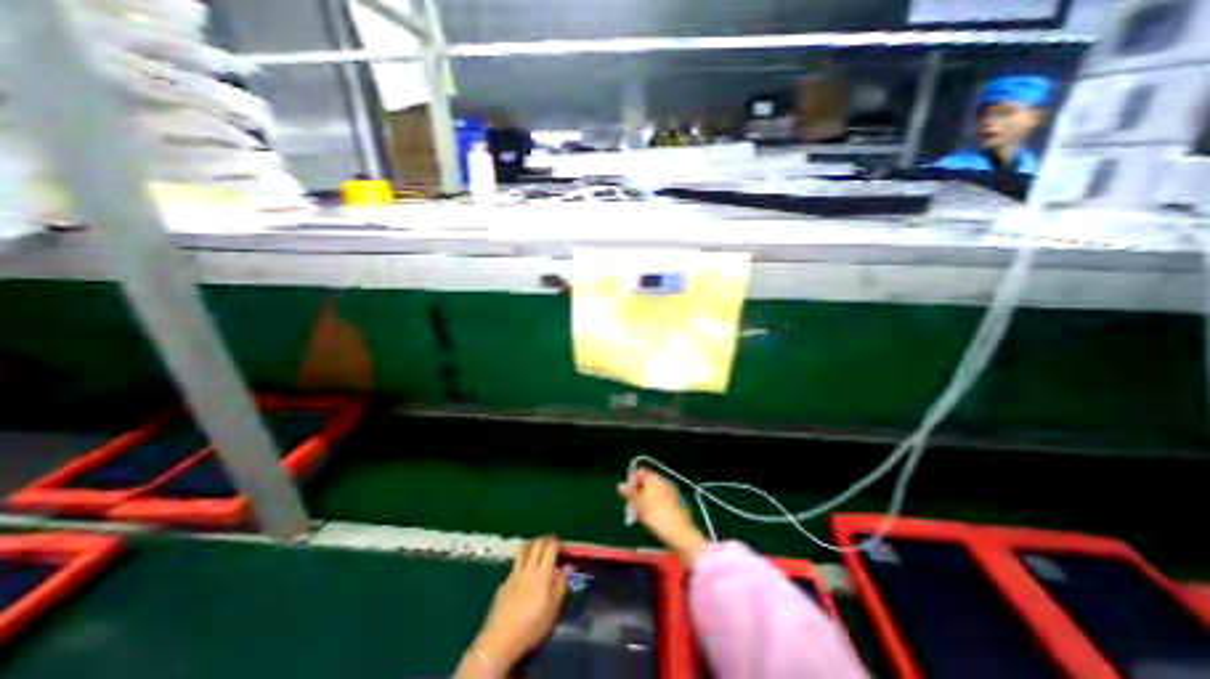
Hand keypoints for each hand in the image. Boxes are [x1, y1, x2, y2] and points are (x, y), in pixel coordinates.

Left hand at [466, 539, 573, 670]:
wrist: (500, 640)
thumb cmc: (532, 626)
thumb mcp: (554, 608)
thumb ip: (561, 584)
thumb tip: (567, 567)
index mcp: (542, 573)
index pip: (550, 547)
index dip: (557, 543)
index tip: (563, 547)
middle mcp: (528, 568)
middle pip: (536, 543)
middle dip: (545, 540)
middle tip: (552, 545)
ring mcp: (513, 574)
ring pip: (523, 550)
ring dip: (532, 545)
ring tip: (538, 551)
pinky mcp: (503, 583)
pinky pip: (515, 565)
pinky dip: (522, 562)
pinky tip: (524, 573)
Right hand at [616, 468, 709, 564]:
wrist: (679, 532)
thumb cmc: (655, 514)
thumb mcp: (638, 503)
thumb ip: (629, 493)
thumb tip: (620, 485)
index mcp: (654, 477)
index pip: (639, 472)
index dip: (631, 480)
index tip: (626, 493)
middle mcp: (664, 481)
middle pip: (647, 483)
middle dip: (638, 492)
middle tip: (632, 506)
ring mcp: (672, 492)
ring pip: (654, 492)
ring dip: (646, 500)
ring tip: (640, 515)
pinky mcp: (677, 503)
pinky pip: (662, 500)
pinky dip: (655, 505)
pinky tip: (652, 518)